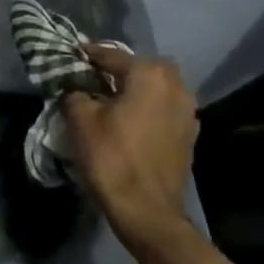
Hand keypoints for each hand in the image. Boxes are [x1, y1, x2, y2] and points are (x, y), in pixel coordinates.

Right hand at [61, 47, 198, 256]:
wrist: (147, 209)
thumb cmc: (111, 158)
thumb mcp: (81, 121)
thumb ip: (76, 94)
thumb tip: (76, 90)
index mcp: (149, 75)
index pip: (113, 56)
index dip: (89, 54)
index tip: (73, 53)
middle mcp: (175, 86)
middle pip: (142, 67)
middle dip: (120, 69)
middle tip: (96, 77)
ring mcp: (188, 111)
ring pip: (158, 87)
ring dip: (137, 88)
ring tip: (113, 98)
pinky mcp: (190, 134)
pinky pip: (165, 108)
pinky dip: (149, 107)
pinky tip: (132, 120)